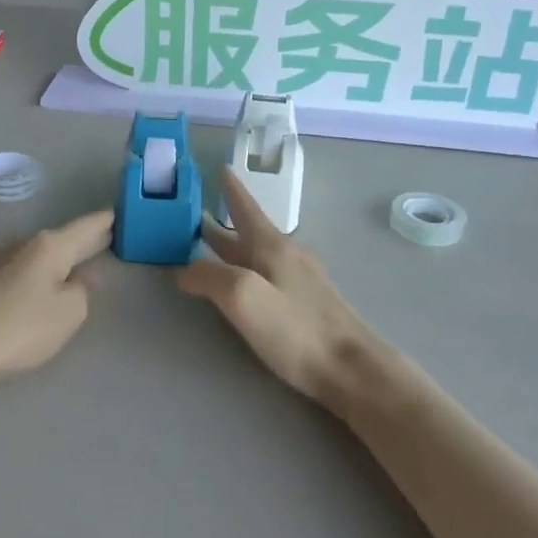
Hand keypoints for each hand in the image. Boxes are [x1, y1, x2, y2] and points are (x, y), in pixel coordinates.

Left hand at [0, 211, 114, 386]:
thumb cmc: (21, 329)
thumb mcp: (69, 313)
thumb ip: (83, 289)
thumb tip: (81, 276)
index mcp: (49, 246)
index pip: (86, 227)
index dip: (105, 221)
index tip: (119, 212)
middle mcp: (20, 244)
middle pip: (59, 240)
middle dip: (81, 242)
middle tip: (103, 240)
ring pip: (33, 256)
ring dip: (52, 261)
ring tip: (68, 270)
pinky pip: (12, 272)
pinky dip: (28, 277)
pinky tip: (29, 291)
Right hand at [179, 169, 393, 403]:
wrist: (352, 369)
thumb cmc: (296, 330)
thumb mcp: (243, 298)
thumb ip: (209, 277)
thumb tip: (184, 270)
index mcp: (271, 247)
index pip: (245, 208)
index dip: (231, 189)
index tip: (220, 167)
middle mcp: (287, 256)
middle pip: (248, 232)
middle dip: (222, 221)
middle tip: (195, 210)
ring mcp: (300, 281)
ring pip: (257, 254)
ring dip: (232, 246)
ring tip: (208, 244)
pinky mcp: (306, 306)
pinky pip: (267, 275)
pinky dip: (246, 268)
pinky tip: (242, 283)